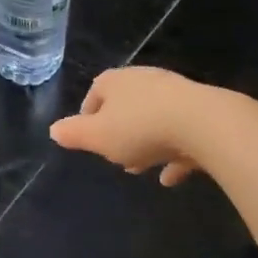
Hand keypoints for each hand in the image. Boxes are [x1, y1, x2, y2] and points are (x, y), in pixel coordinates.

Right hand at [50, 66, 222, 186]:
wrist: (203, 123)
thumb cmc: (140, 128)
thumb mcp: (97, 137)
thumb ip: (74, 134)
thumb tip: (54, 130)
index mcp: (115, 82)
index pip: (95, 94)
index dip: (88, 117)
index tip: (89, 139)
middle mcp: (144, 81)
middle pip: (126, 106)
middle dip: (120, 133)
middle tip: (116, 157)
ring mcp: (175, 94)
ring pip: (154, 119)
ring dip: (148, 143)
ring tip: (143, 168)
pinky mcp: (201, 112)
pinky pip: (182, 134)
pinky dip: (174, 153)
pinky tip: (171, 177)